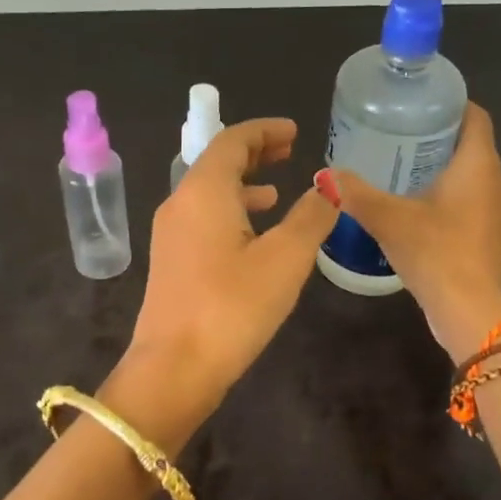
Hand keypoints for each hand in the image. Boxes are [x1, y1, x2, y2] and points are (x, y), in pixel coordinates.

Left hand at [121, 118, 339, 430]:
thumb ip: (311, 216)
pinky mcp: (172, 263)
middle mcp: (180, 204)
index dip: (264, 131)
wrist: (174, 368)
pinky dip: (231, 214)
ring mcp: (171, 235)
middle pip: (217, 164)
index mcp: (203, 191)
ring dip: (243, 186)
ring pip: (209, 194)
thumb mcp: (285, 259)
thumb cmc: (232, 307)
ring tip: (277, 192)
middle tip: (289, 152)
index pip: (231, 141)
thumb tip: (329, 185)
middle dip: (254, 154)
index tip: (294, 132)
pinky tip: (254, 238)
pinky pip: (203, 220)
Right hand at [331, 102, 500, 361]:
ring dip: (444, 172)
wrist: (469, 311)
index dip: (450, 105)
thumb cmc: (435, 253)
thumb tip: (325, 175)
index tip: (417, 106)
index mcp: (480, 165)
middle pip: (471, 146)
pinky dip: (450, 199)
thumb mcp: (388, 219)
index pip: (476, 116)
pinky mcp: (494, 237)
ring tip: (403, 174)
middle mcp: (498, 181)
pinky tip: (419, 211)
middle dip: (437, 140)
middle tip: (398, 139)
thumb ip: (356, 193)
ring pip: (472, 177)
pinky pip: (473, 203)